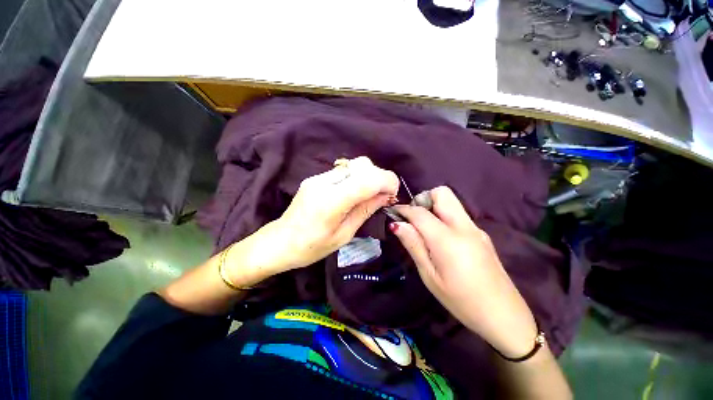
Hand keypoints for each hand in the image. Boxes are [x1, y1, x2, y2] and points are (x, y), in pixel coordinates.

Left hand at [226, 157, 398, 285]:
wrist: (279, 242)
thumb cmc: (312, 247)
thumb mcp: (344, 235)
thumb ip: (365, 210)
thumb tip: (385, 195)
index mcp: (331, 202)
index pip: (367, 179)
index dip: (387, 181)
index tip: (393, 193)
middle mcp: (324, 182)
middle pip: (362, 165)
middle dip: (379, 177)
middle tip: (382, 196)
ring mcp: (318, 177)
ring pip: (354, 165)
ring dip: (369, 176)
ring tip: (369, 195)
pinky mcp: (316, 177)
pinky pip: (344, 171)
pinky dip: (357, 178)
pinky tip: (354, 193)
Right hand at [390, 187, 538, 357]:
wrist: (504, 316)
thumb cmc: (461, 301)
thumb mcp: (430, 276)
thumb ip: (414, 245)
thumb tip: (397, 224)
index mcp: (448, 239)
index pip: (420, 212)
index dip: (403, 209)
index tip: (393, 213)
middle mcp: (464, 227)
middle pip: (442, 193)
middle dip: (423, 199)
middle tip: (413, 219)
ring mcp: (476, 228)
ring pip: (451, 201)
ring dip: (433, 206)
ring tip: (424, 228)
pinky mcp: (481, 234)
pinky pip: (458, 214)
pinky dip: (444, 216)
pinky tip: (440, 237)